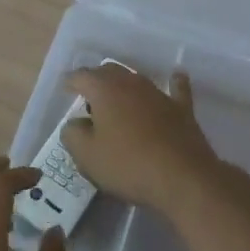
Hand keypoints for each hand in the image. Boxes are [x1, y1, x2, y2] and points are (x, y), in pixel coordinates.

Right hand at [62, 63, 222, 211]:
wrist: (183, 178)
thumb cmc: (128, 165)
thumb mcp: (87, 156)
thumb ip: (73, 134)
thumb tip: (75, 123)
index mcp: (104, 89)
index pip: (81, 76)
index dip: (71, 83)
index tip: (66, 92)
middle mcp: (131, 82)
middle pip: (109, 72)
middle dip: (96, 81)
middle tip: (88, 100)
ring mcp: (159, 93)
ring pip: (136, 79)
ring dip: (125, 86)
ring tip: (118, 100)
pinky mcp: (182, 108)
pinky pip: (176, 89)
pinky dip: (172, 83)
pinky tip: (175, 78)